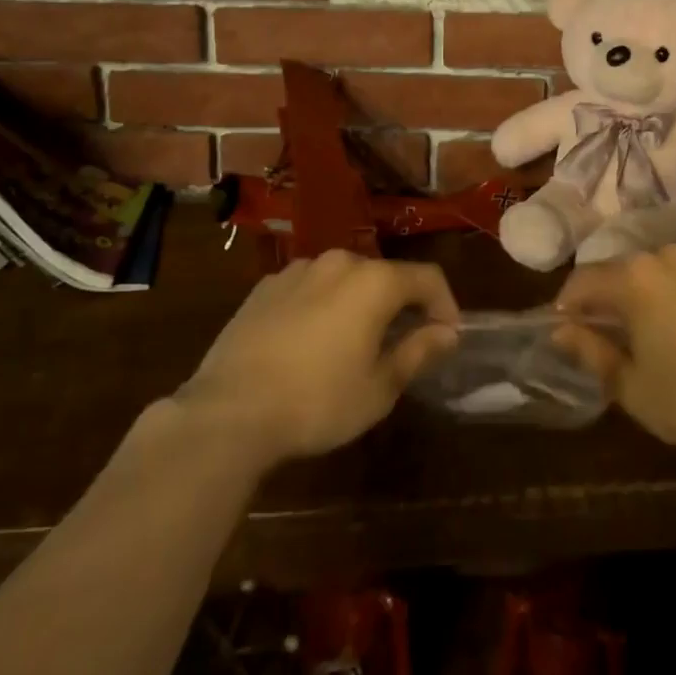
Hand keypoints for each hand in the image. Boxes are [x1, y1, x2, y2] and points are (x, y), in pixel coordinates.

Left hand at [179, 252, 459, 467]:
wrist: (228, 412)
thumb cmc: (317, 402)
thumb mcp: (378, 387)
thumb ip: (418, 352)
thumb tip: (447, 332)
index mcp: (374, 281)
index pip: (427, 278)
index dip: (445, 304)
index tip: (447, 335)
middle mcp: (339, 262)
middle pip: (384, 275)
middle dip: (401, 304)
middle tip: (402, 342)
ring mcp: (298, 270)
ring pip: (345, 279)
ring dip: (359, 303)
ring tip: (353, 343)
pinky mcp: (265, 286)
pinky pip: (309, 288)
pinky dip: (322, 306)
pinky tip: (310, 342)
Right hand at [555, 246, 675, 465]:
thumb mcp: (629, 385)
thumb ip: (590, 350)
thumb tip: (559, 330)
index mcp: (634, 277)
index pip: (583, 281)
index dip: (566, 305)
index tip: (561, 330)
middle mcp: (665, 256)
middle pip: (619, 271)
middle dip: (604, 298)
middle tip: (601, 336)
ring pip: (654, 272)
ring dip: (640, 294)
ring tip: (642, 332)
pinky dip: (673, 296)